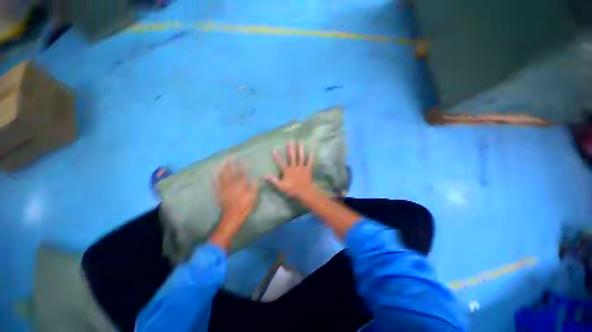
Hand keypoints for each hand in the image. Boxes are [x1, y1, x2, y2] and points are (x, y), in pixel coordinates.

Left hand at [210, 158, 257, 249]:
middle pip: (230, 172)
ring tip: (222, 161)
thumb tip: (255, 178)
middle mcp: (232, 185)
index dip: (242, 166)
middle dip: (230, 163)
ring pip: (222, 176)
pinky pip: (216, 183)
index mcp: (241, 186)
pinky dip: (215, 177)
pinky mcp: (219, 193)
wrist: (232, 216)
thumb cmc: (244, 207)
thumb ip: (254, 187)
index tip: (242, 159)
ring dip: (222, 168)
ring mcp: (224, 189)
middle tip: (230, 156)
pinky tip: (214, 173)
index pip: (242, 173)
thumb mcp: (253, 197)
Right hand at [266, 141, 316, 198]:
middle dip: (291, 148)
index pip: (280, 163)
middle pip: (292, 156)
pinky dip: (311, 156)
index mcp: (287, 171)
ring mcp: (302, 167)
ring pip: (301, 157)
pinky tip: (311, 150)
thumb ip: (273, 180)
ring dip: (300, 149)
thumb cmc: (292, 189)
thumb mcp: (281, 186)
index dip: (277, 156)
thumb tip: (264, 175)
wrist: (305, 192)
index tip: (274, 148)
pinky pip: (310, 162)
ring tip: (300, 141)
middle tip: (291, 140)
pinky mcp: (308, 169)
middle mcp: (294, 167)